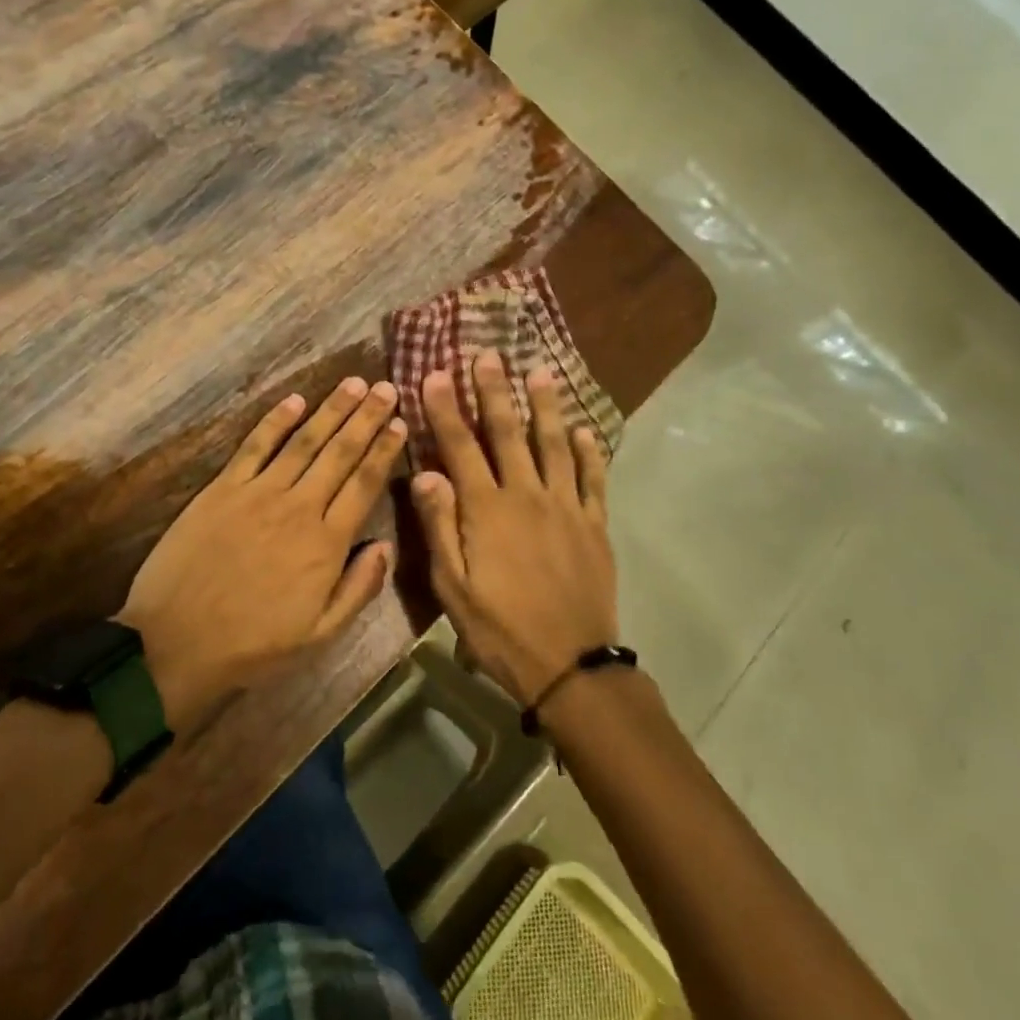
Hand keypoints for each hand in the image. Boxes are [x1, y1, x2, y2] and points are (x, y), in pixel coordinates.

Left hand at [118, 378, 403, 732]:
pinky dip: (275, 420)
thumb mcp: (319, 635)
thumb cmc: (253, 645)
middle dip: (366, 417)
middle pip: (340, 453)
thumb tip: (387, 545)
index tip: (400, 423)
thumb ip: (359, 588)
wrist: (175, 643)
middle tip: (386, 387)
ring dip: (332, 410)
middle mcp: (299, 507)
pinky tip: (295, 399)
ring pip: (304, 441)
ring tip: (354, 383)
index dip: (385, 450)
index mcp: (326, 543)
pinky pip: (255, 446)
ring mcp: (259, 493)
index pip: (364, 484)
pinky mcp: (223, 488)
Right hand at [411, 352, 617, 708]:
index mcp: (486, 509)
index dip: (446, 409)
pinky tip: (585, 431)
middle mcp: (526, 495)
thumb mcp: (452, 586)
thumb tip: (425, 472)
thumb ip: (439, 526)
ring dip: (545, 406)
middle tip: (488, 354)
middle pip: (507, 433)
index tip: (436, 373)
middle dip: (494, 391)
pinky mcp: (594, 524)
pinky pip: (593, 479)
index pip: (460, 447)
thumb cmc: (499, 628)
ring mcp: (565, 506)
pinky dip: (589, 452)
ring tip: (539, 372)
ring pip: (553, 444)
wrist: (569, 665)